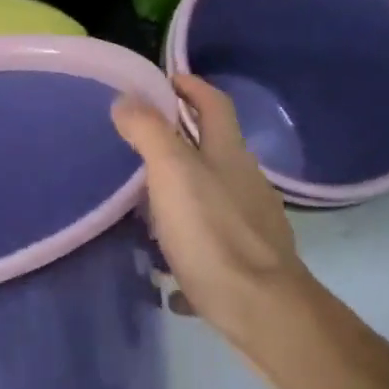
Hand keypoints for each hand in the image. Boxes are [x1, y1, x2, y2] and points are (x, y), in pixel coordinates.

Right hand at [112, 73, 311, 355]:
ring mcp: (251, 224)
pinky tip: (167, 271)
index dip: (192, 86)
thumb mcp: (172, 174)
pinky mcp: (247, 263)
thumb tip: (127, 98)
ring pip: (212, 199)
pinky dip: (188, 249)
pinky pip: (211, 246)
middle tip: (141, 144)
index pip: (214, 104)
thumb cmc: (213, 234)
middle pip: (215, 150)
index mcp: (228, 155)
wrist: (261, 309)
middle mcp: (245, 183)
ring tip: (146, 208)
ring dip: (183, 196)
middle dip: (182, 142)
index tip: (166, 79)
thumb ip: (149, 133)